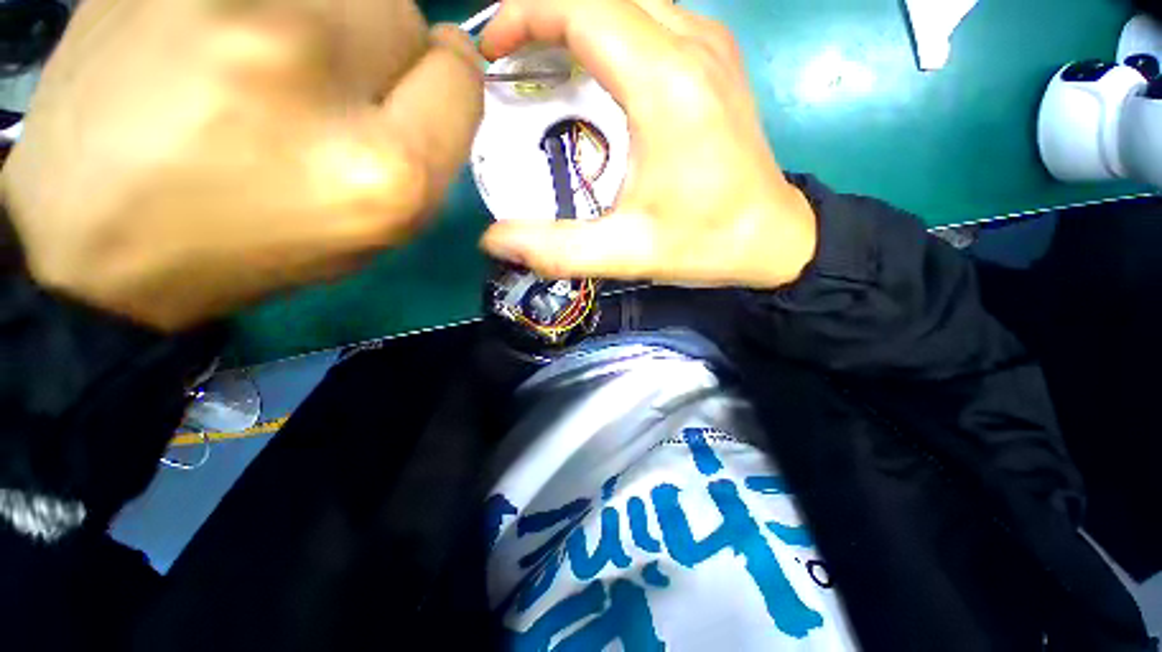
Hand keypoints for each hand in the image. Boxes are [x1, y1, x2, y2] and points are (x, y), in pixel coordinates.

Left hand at [1, 0, 481, 330]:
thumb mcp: (375, 228)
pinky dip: (259, 6)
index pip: (458, 76)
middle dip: (379, 52)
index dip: (445, 82)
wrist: (93, 235)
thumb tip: (446, 60)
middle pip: (401, 10)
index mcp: (384, 167)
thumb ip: (430, 149)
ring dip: (323, 19)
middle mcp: (313, 67)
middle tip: (319, 93)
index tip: (410, 95)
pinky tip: (211, 43)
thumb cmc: (253, 243)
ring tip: (257, 66)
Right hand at [479, 0, 816, 288]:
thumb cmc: (705, 243)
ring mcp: (709, 45)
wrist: (773, 237)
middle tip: (511, 60)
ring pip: (627, 1)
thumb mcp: (627, 253)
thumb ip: (560, 250)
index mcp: (666, 84)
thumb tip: (495, 241)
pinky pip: (651, 19)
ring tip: (542, 64)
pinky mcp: (714, 59)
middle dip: (544, 12)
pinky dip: (609, 31)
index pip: (582, 6)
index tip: (494, 53)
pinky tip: (596, 73)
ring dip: (577, 20)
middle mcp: (691, 44)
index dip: (525, 13)